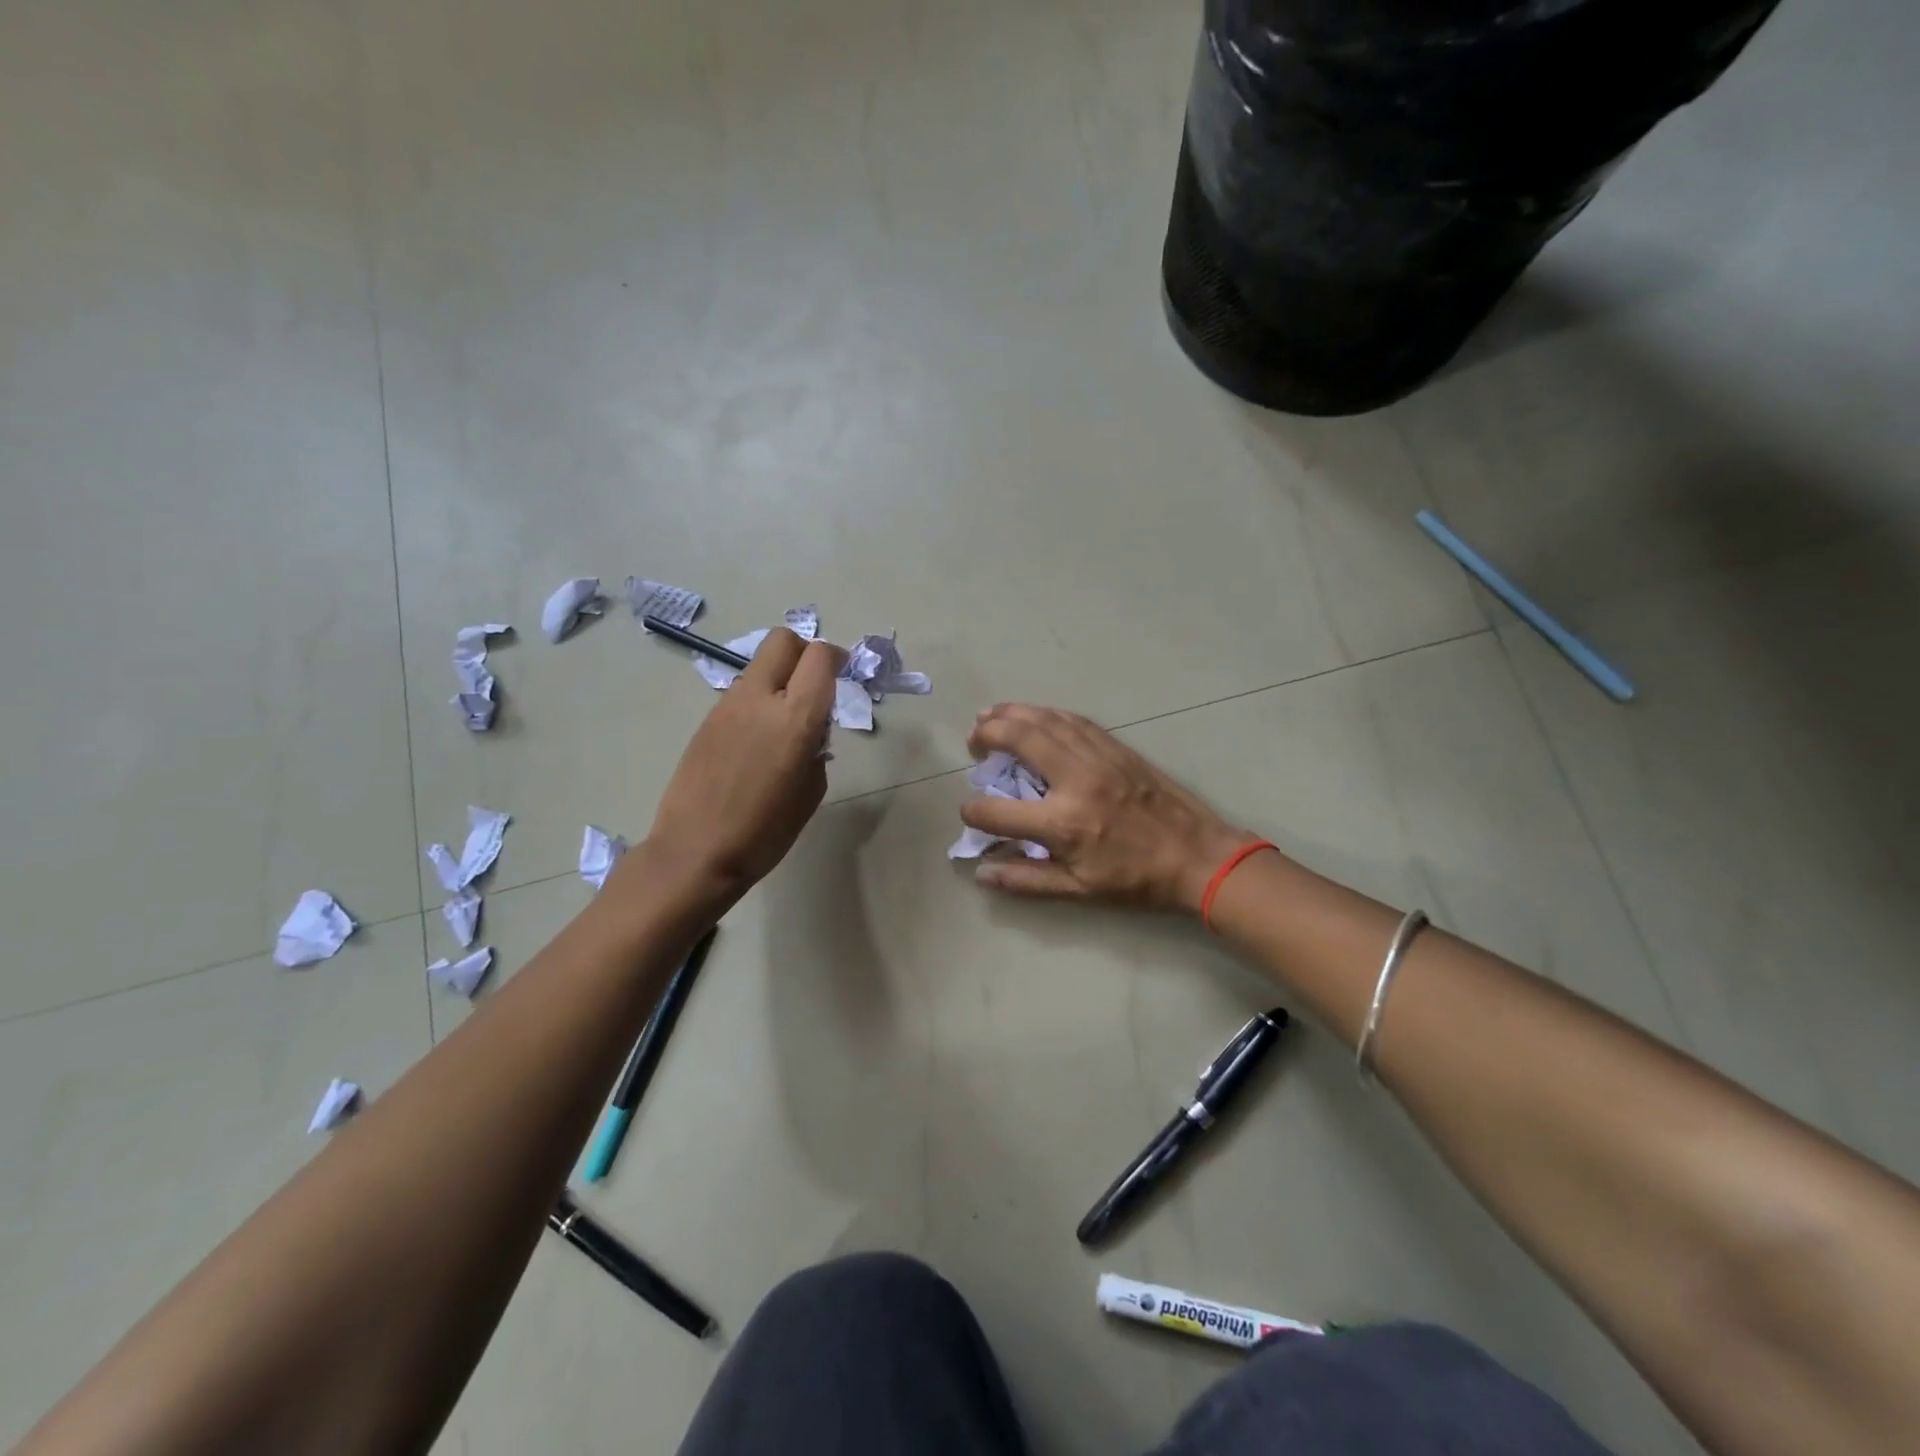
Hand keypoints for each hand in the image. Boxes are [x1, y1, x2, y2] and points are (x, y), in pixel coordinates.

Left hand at [639, 628, 841, 908]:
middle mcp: (760, 699)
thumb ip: (817, 750)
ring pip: (760, 666)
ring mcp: (728, 706)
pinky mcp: (707, 720)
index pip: (819, 656)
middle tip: (814, 684)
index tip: (843, 677)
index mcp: (795, 718)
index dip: (836, 659)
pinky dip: (758, 701)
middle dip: (804, 653)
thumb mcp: (810, 792)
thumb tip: (812, 733)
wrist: (695, 852)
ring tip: (785, 721)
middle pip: (783, 641)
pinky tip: (758, 741)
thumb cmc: (764, 833)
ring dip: (780, 678)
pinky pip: (741, 693)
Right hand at [960, 704, 1263, 913]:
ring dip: (1012, 713)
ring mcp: (1098, 757)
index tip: (969, 812)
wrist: (1197, 855)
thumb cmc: (1136, 879)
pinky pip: (1073, 720)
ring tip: (989, 715)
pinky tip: (1034, 715)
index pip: (998, 811)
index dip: (974, 811)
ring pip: (1046, 721)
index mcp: (1062, 823)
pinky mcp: (1116, 747)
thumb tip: (981, 872)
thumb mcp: (1079, 890)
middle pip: (1019, 740)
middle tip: (973, 740)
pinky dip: (1046, 714)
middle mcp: (1075, 780)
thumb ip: (1026, 880)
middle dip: (987, 734)